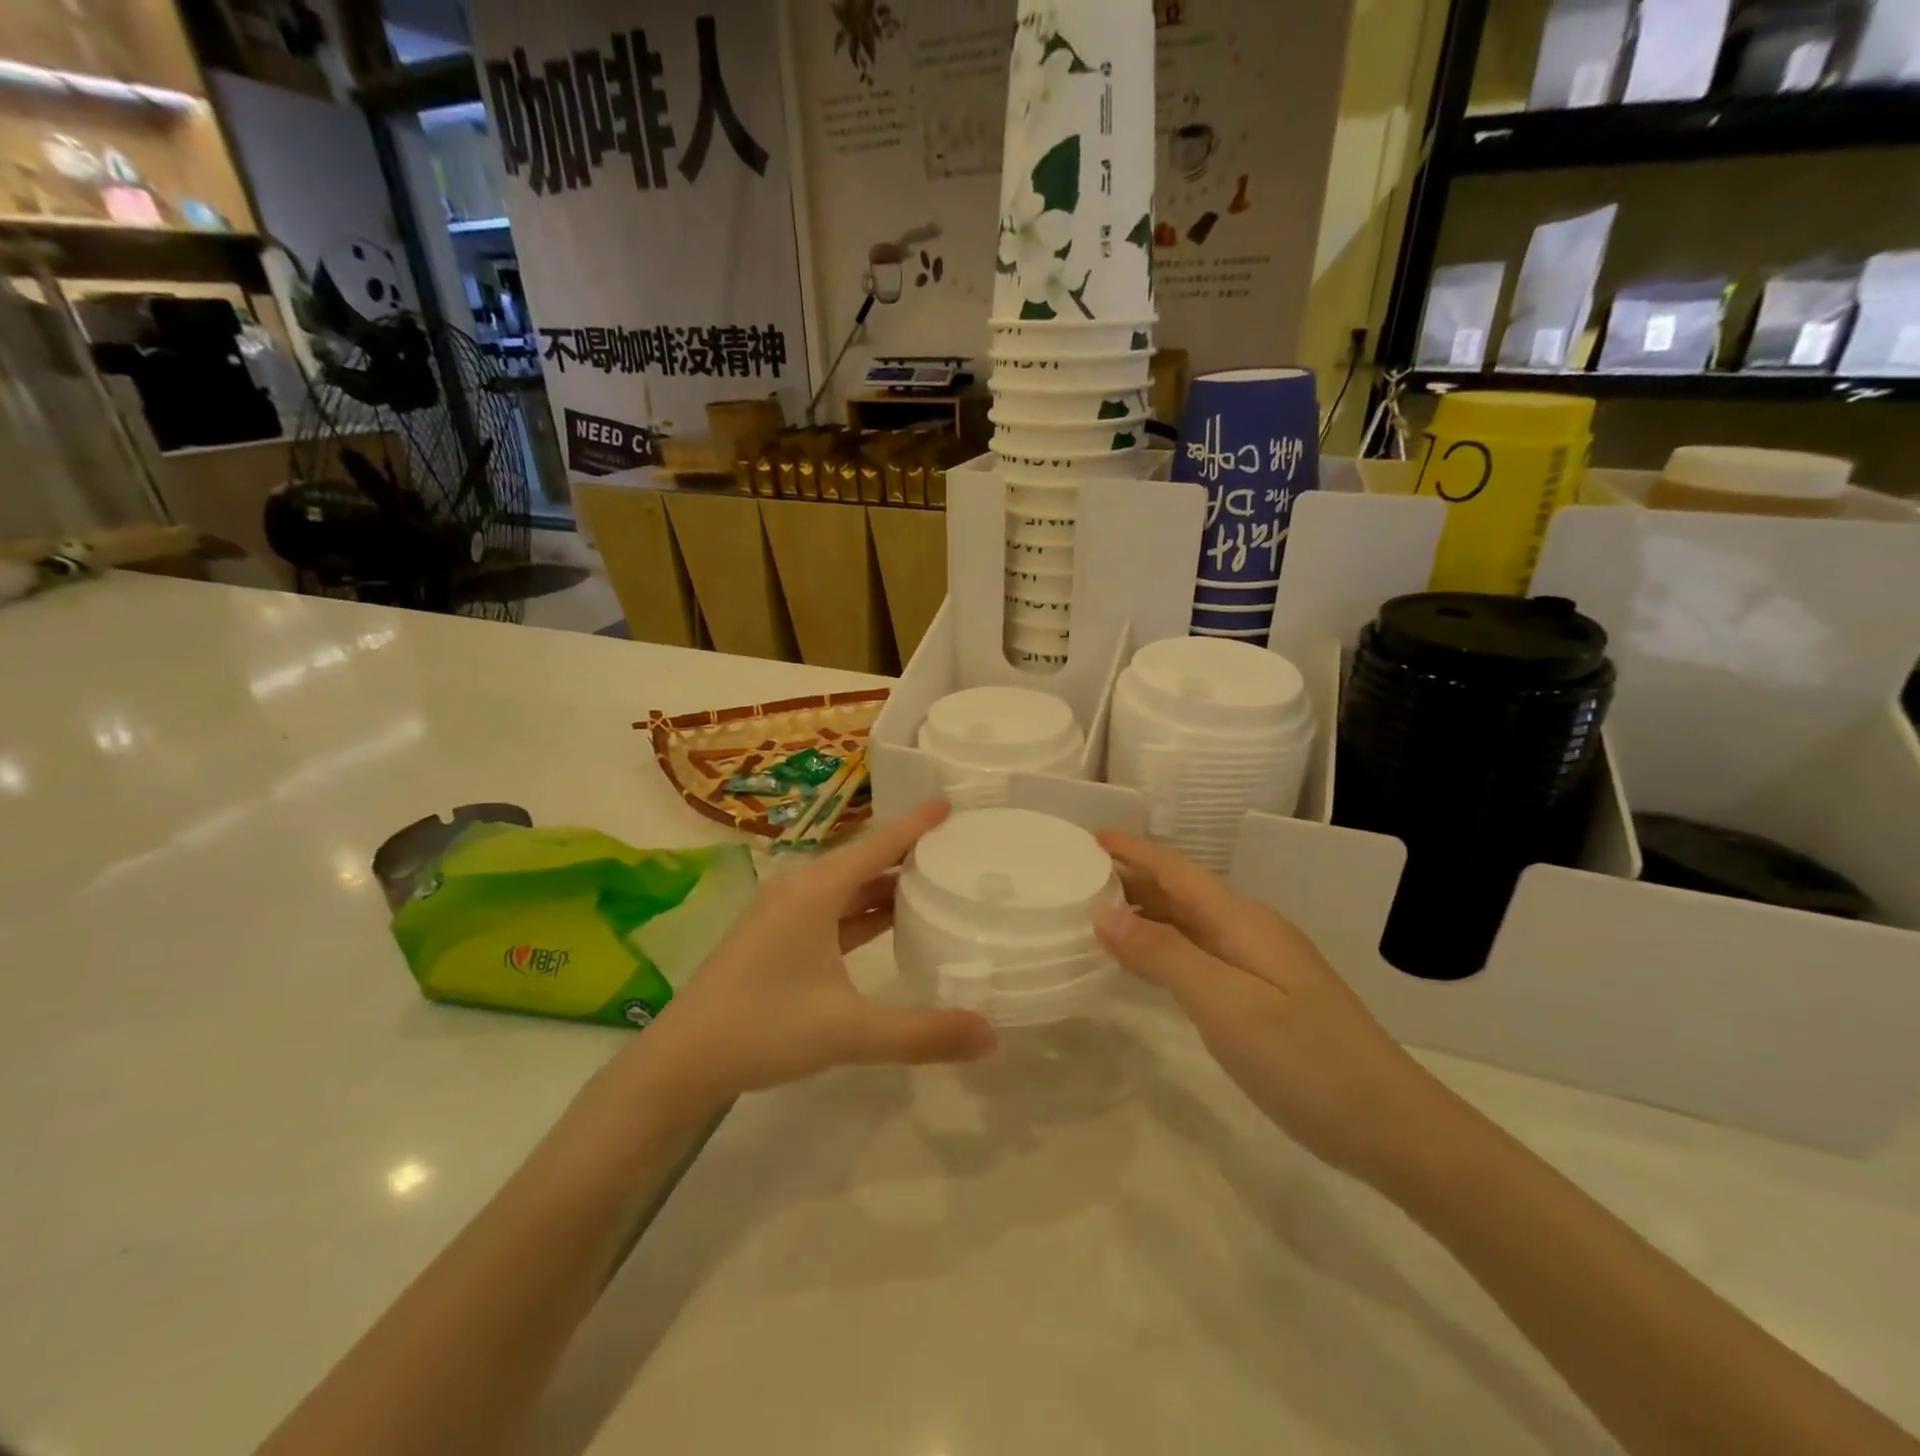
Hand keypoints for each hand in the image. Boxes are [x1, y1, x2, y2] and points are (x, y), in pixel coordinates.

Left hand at [644, 799, 996, 1104]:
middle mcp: (800, 890)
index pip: (878, 845)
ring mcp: (785, 913)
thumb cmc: (763, 1028)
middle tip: (958, 847)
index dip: (916, 824)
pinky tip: (890, 922)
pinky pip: (833, 910)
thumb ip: (922, 1034)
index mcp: (815, 891)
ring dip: (886, 883)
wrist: (681, 1061)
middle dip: (908, 852)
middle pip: (864, 860)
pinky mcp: (777, 937)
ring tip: (935, 881)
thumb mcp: (848, 1032)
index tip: (951, 803)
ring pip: (847, 887)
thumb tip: (992, 1036)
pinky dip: (864, 910)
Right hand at [1094, 832, 1457, 1187]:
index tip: (1090, 837)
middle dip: (1132, 878)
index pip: (1177, 871)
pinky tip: (1147, 963)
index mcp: (1242, 921)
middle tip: (1077, 877)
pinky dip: (1165, 947)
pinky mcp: (1265, 996)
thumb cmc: (1306, 1061)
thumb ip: (1164, 955)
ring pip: (1191, 923)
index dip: (1133, 851)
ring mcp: (1262, 964)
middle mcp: (1251, 931)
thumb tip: (1104, 913)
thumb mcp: (1227, 1005)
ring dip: (1146, 912)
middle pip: (1182, 892)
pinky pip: (1201, 953)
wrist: (1393, 1127)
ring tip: (1098, 914)